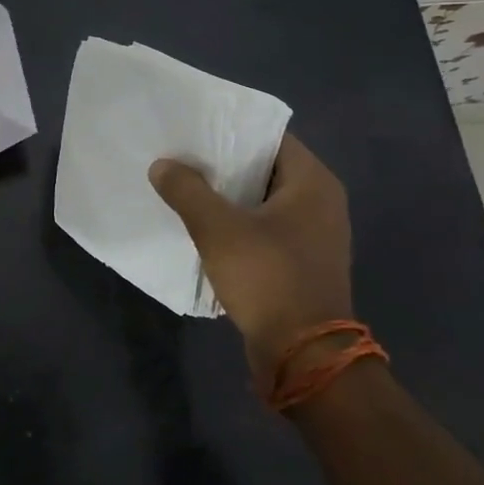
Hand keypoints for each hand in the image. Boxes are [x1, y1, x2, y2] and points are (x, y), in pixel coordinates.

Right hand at [149, 134, 353, 381]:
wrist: (305, 356)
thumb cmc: (268, 278)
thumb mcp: (217, 228)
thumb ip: (187, 190)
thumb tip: (162, 165)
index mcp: (313, 183)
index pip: (271, 137)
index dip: (232, 130)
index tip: (194, 128)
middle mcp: (321, 203)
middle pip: (265, 168)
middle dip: (224, 163)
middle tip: (182, 155)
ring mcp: (314, 236)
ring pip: (262, 201)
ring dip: (228, 196)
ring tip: (185, 187)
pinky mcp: (301, 263)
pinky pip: (265, 229)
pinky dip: (237, 223)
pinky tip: (204, 226)